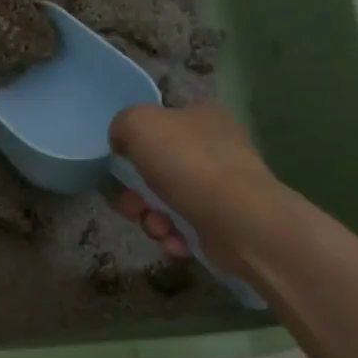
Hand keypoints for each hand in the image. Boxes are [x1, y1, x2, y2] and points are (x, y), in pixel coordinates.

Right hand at [108, 102, 283, 273]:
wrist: (236, 219)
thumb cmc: (187, 164)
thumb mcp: (139, 124)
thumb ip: (123, 124)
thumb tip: (121, 142)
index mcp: (203, 117)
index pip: (162, 125)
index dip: (135, 146)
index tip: (122, 167)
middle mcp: (217, 148)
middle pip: (158, 170)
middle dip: (137, 193)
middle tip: (134, 205)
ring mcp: (224, 187)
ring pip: (167, 202)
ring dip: (152, 218)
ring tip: (159, 228)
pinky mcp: (226, 222)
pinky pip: (185, 227)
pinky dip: (174, 236)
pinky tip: (176, 240)